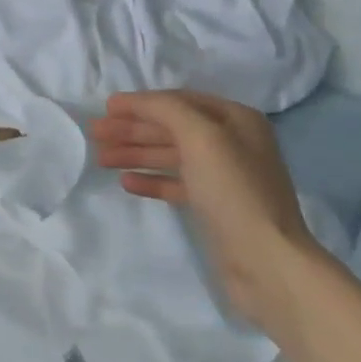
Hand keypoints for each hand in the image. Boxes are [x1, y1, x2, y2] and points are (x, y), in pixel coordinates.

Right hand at [89, 89, 328, 323]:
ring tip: (102, 158)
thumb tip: (137, 102)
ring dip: (136, 153)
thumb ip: (167, 110)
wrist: (265, 261)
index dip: (142, 103)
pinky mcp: (215, 207)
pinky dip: (152, 180)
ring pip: (171, 156)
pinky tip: (126, 182)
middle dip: (133, 129)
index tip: (107, 108)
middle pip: (173, 128)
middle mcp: (232, 143)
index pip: (180, 101)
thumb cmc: (233, 191)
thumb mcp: (201, 138)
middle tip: (96, 133)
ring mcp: (224, 177)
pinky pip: (176, 184)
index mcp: (236, 119)